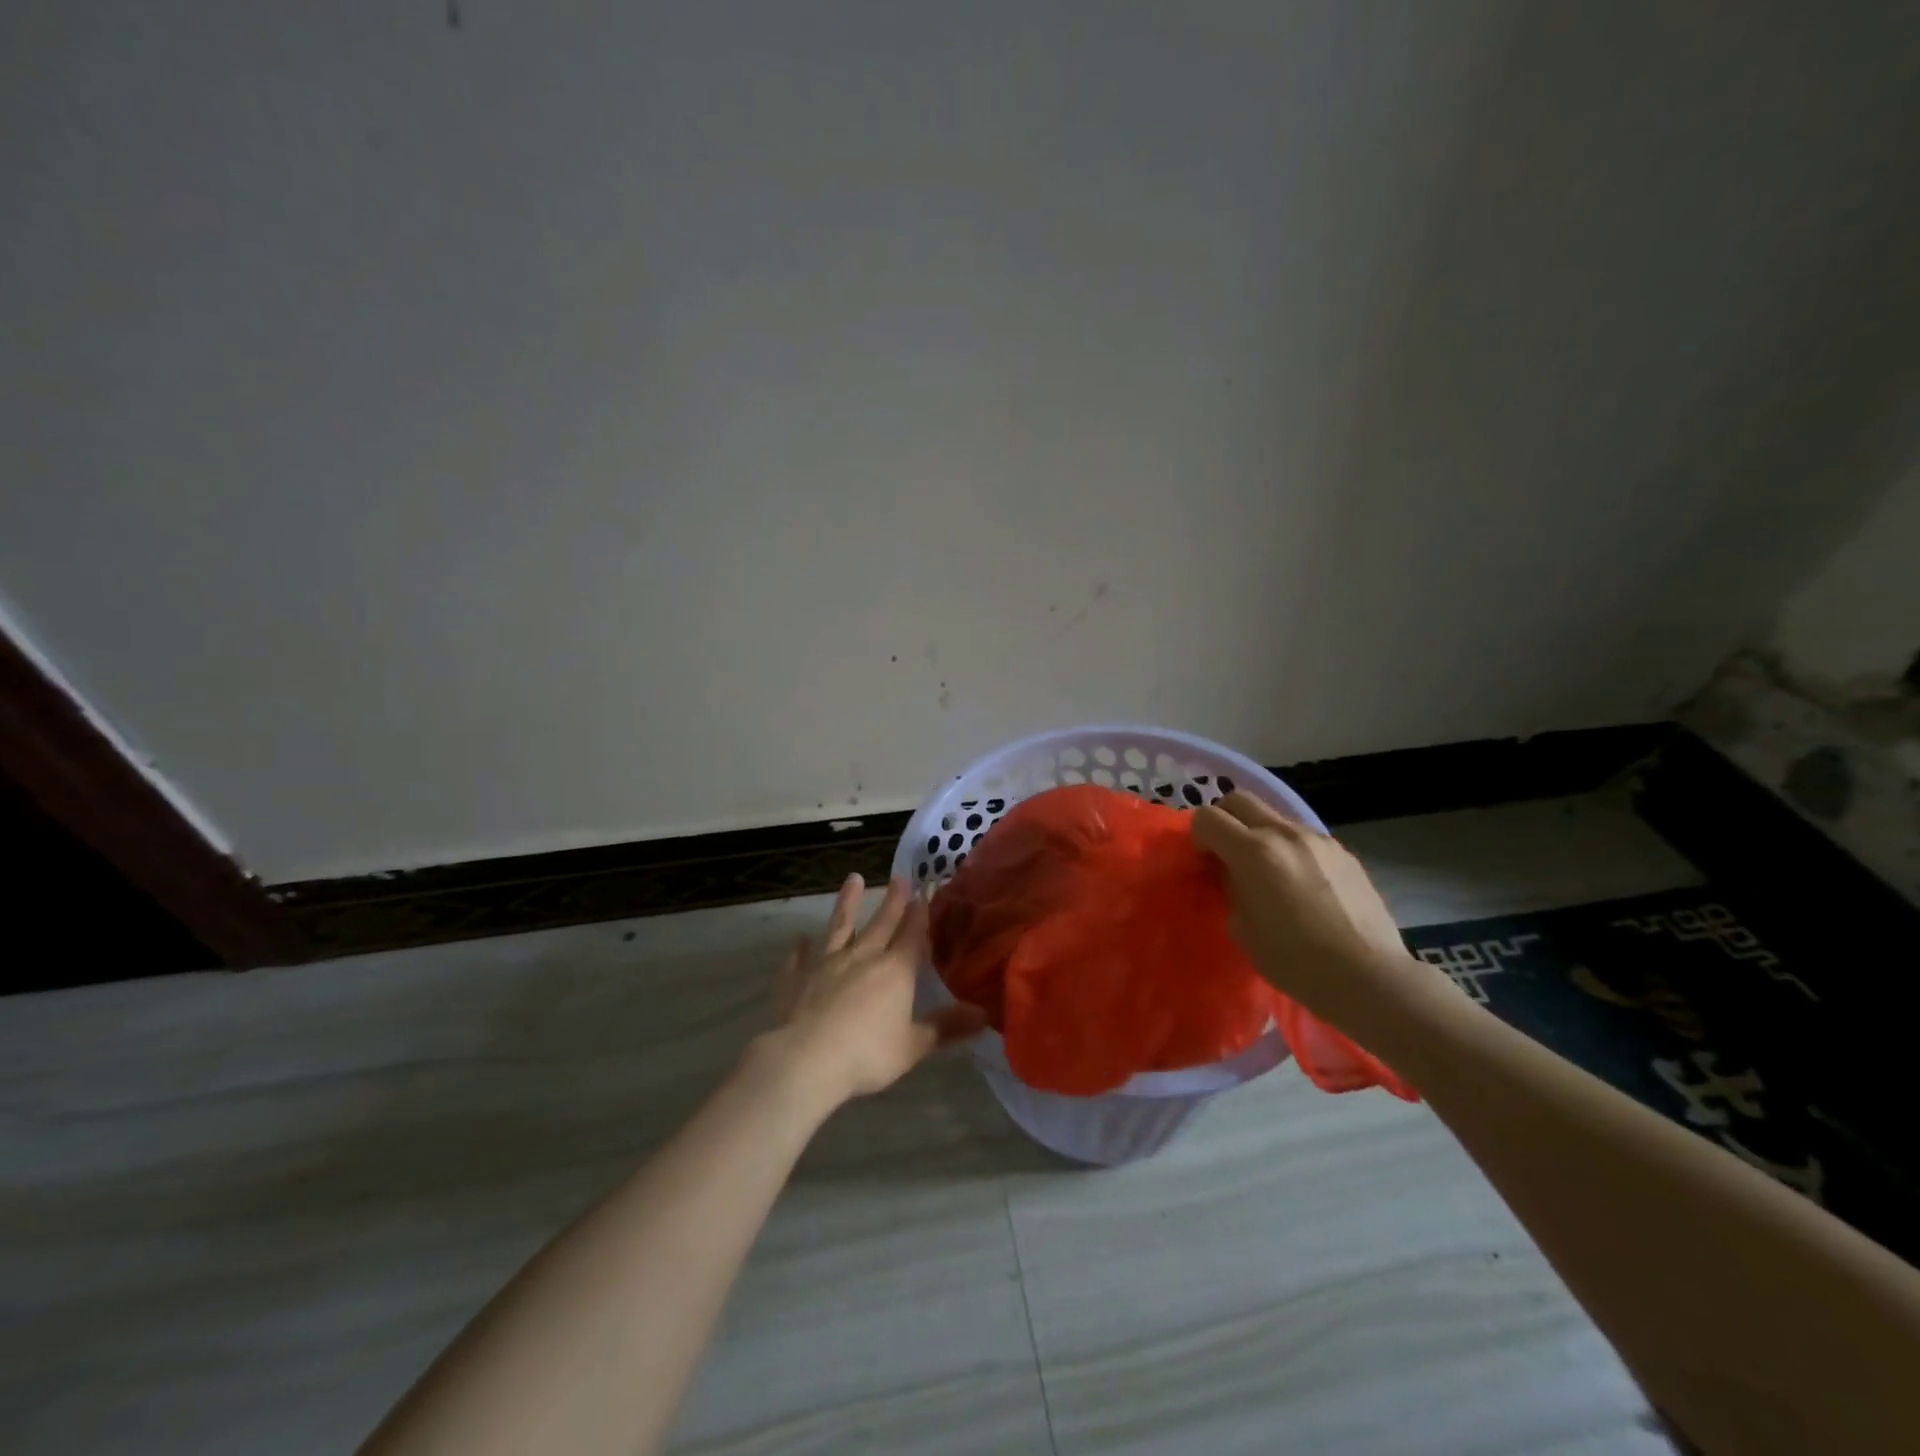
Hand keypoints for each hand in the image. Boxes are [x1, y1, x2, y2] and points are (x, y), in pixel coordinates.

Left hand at [764, 874, 986, 1108]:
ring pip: (839, 927)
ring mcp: (826, 963)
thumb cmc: (867, 1054)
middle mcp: (863, 957)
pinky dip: (800, 948)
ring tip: (853, 879)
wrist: (806, 1059)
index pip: (913, 935)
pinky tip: (800, 939)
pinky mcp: (796, 978)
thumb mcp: (914, 1046)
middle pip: (881, 923)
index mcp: (895, 970)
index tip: (924, 891)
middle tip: (899, 877)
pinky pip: (799, 958)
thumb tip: (983, 1014)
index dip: (920, 914)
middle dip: (893, 901)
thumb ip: (946, 1027)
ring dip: (847, 903)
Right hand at [1192, 792, 1441, 1031]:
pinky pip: (1303, 837)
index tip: (1205, 863)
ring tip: (1268, 871)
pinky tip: (1301, 884)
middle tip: (1226, 853)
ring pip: (1274, 817)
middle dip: (1224, 819)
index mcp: (1253, 851)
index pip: (1207, 818)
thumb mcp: (1241, 928)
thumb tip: (1231, 873)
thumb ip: (1230, 888)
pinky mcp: (1343, 852)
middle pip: (1239, 800)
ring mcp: (1317, 839)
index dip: (1198, 837)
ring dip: (1259, 834)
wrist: (1367, 976)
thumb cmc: (1294, 960)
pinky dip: (1289, 848)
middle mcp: (1284, 833)